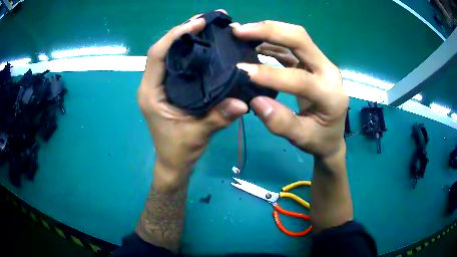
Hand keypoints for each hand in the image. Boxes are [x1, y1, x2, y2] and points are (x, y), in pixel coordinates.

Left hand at [138, 11, 246, 187]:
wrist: (173, 163)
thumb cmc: (179, 150)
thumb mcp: (198, 135)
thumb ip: (218, 118)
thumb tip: (244, 103)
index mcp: (151, 93)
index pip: (157, 55)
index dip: (175, 36)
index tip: (197, 24)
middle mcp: (151, 84)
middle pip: (162, 50)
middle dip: (181, 32)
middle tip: (205, 20)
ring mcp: (158, 85)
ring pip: (167, 54)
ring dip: (183, 38)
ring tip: (205, 26)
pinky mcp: (166, 87)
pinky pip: (174, 63)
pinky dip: (187, 51)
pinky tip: (203, 46)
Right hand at [233, 21, 347, 158]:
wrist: (333, 134)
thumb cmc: (319, 139)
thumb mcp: (301, 138)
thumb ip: (281, 123)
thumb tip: (256, 101)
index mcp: (331, 94)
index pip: (300, 78)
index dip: (270, 74)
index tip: (241, 70)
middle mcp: (329, 71)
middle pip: (301, 40)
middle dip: (269, 31)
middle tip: (239, 31)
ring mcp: (321, 63)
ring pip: (296, 37)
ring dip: (268, 31)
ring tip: (241, 32)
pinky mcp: (311, 63)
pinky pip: (290, 47)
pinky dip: (271, 41)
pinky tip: (253, 42)